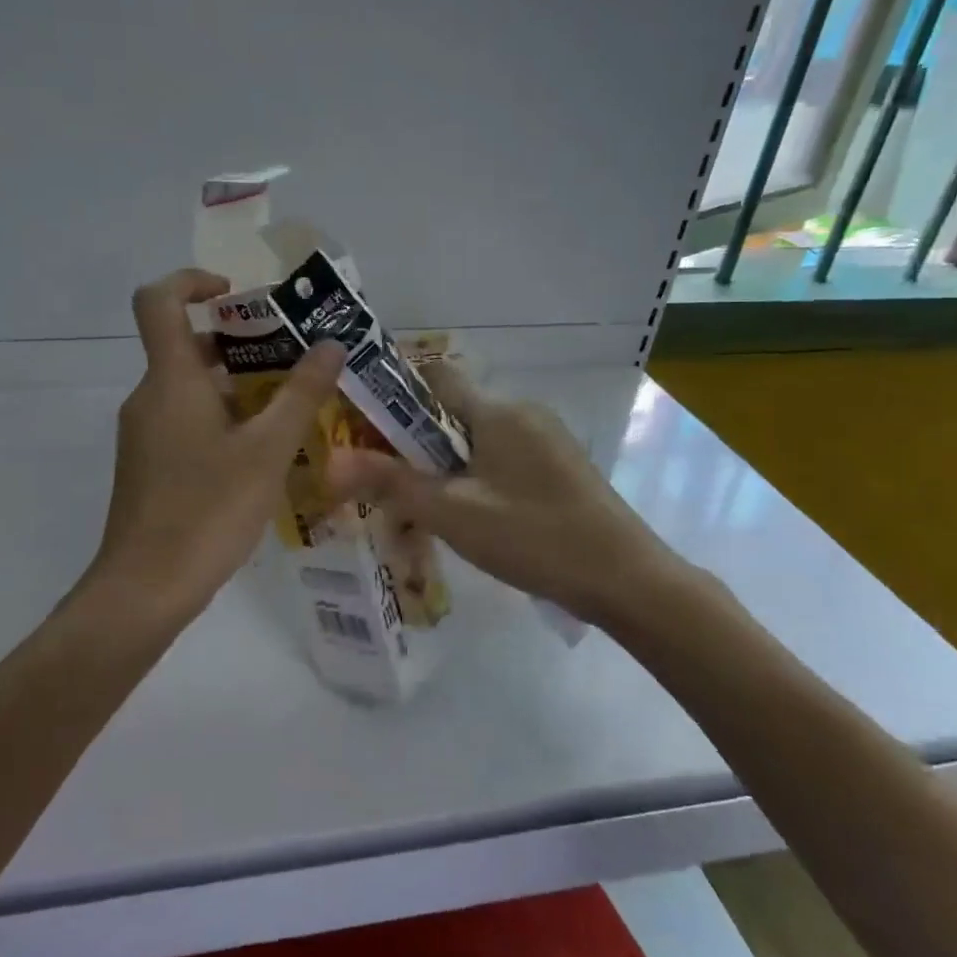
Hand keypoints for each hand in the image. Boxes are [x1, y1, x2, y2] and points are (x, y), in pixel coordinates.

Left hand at [89, 269, 344, 623]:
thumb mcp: (268, 451)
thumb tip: (331, 345)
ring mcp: (144, 433)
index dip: (192, 280)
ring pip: (189, 388)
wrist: (146, 588)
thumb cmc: (208, 510)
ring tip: (289, 405)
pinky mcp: (148, 465)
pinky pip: (185, 420)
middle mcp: (150, 397)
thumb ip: (302, 394)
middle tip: (291, 356)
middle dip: (238, 342)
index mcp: (170, 380)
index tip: (237, 294)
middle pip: (185, 345)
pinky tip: (261, 452)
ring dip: (236, 385)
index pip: (158, 300)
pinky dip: (221, 418)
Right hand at [323, 363, 692, 627]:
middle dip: (416, 440)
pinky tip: (471, 516)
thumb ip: (391, 484)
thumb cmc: (534, 537)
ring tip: (422, 505)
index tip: (364, 424)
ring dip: (446, 463)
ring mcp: (546, 438)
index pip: (434, 376)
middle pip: (453, 411)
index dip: (395, 392)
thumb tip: (330, 463)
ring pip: (478, 438)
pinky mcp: (559, 466)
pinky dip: (476, 475)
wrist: (627, 579)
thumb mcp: (453, 513)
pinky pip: (503, 457)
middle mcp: (522, 412)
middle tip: (386, 479)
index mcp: (497, 411)